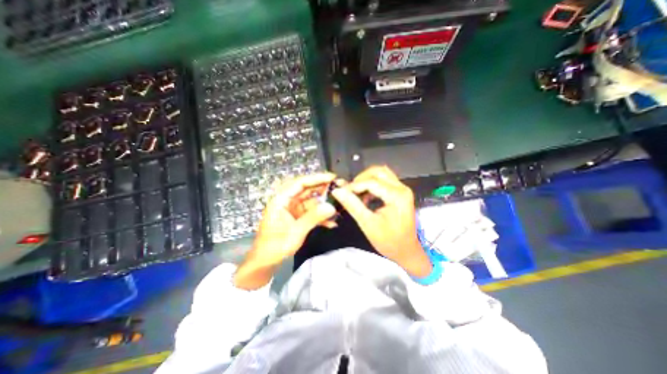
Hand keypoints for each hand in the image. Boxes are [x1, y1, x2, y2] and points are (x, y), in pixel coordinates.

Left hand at [234, 174, 338, 290]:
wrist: (265, 261)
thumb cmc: (275, 246)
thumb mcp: (295, 232)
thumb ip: (313, 218)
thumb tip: (332, 207)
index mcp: (281, 199)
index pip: (300, 183)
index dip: (317, 178)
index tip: (332, 178)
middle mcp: (288, 201)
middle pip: (308, 190)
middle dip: (324, 190)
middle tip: (340, 189)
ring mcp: (293, 209)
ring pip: (312, 202)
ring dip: (324, 205)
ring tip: (339, 207)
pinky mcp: (298, 217)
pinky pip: (311, 213)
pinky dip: (321, 217)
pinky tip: (331, 223)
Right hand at [329, 167, 432, 277]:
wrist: (406, 251)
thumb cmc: (388, 241)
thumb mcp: (368, 224)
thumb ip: (353, 205)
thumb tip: (337, 191)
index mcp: (397, 196)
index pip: (371, 182)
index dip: (354, 185)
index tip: (341, 192)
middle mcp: (402, 188)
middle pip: (378, 172)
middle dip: (361, 179)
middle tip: (349, 191)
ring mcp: (402, 189)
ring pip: (381, 174)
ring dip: (366, 180)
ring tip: (356, 192)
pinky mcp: (400, 193)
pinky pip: (384, 181)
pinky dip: (372, 184)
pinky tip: (365, 196)